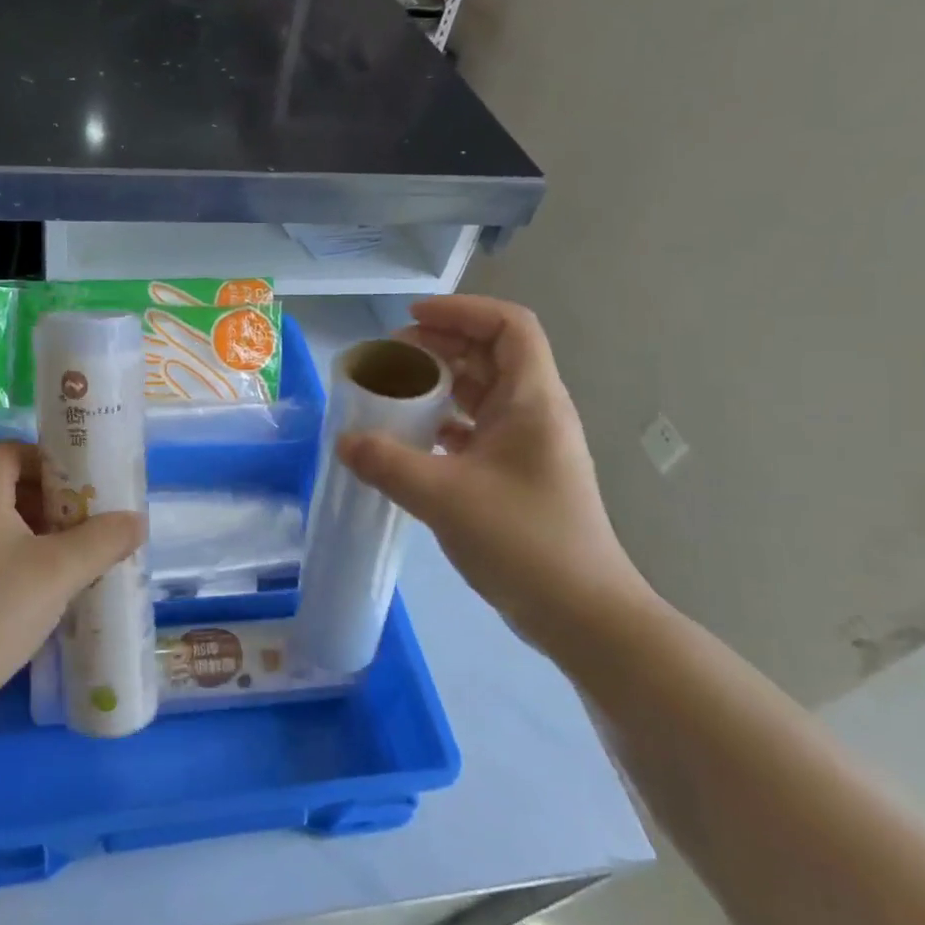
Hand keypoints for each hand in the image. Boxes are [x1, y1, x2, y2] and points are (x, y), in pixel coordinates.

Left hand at [0, 442, 144, 719]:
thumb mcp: (59, 573)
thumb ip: (103, 540)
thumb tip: (137, 520)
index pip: (10, 451)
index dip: (49, 459)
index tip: (84, 487)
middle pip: (4, 488)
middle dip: (51, 503)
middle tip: (87, 528)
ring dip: (34, 536)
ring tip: (69, 565)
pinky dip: (11, 563)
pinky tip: (34, 599)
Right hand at [338, 295, 652, 657]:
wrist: (581, 612)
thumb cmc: (523, 540)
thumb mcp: (445, 497)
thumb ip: (388, 463)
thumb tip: (343, 440)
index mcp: (533, 401)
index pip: (508, 326)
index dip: (461, 311)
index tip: (411, 319)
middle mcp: (536, 413)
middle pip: (492, 355)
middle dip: (442, 344)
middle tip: (392, 355)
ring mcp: (530, 446)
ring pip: (484, 393)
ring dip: (442, 384)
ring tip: (396, 391)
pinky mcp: (519, 475)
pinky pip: (479, 430)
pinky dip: (446, 423)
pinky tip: (414, 440)